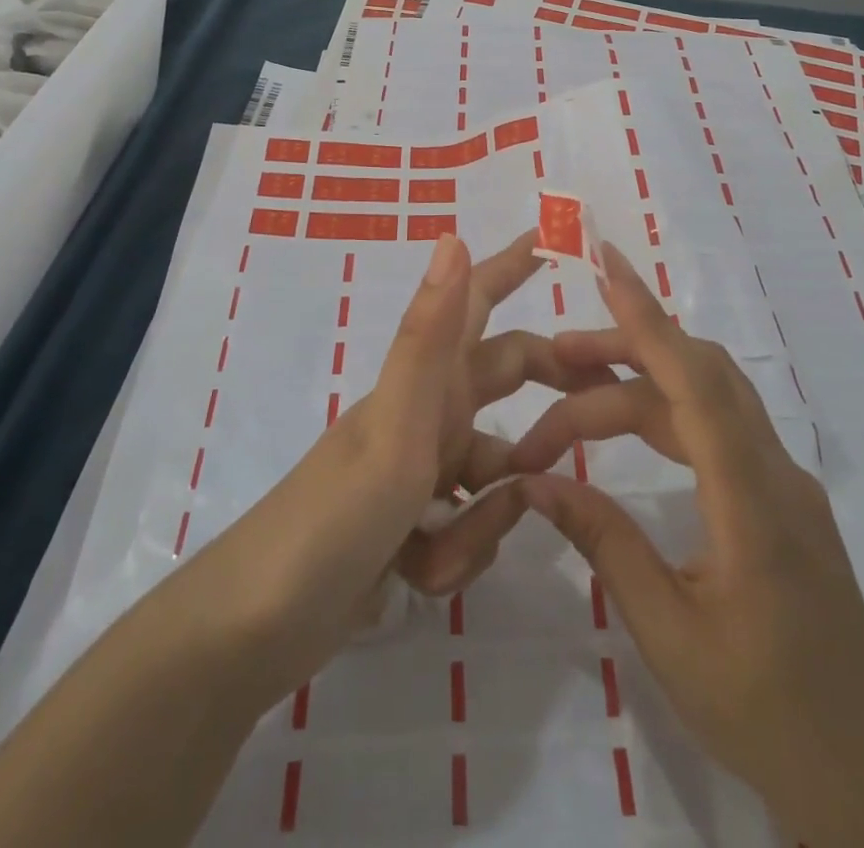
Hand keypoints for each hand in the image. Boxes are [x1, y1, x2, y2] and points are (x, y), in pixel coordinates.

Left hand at [184, 230, 586, 709]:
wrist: (258, 628)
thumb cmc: (335, 516)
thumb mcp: (396, 427)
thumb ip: (430, 338)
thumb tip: (452, 235)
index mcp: (427, 380)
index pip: (479, 300)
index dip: (517, 264)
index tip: (566, 236)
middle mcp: (427, 412)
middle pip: (506, 380)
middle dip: (550, 388)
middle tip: (606, 398)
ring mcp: (419, 469)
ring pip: (495, 473)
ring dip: (489, 514)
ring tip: (440, 546)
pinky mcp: (412, 523)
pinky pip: (469, 527)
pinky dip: (458, 553)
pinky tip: (415, 578)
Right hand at [510, 244, 863, 846]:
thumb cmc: (764, 712)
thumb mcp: (668, 632)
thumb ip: (604, 543)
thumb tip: (537, 484)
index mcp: (752, 501)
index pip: (696, 384)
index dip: (648, 319)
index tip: (608, 265)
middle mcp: (774, 471)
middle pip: (697, 376)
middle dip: (623, 350)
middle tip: (552, 359)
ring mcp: (783, 482)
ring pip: (707, 399)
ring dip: (640, 384)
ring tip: (570, 393)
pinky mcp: (780, 498)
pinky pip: (719, 427)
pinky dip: (666, 412)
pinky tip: (629, 430)